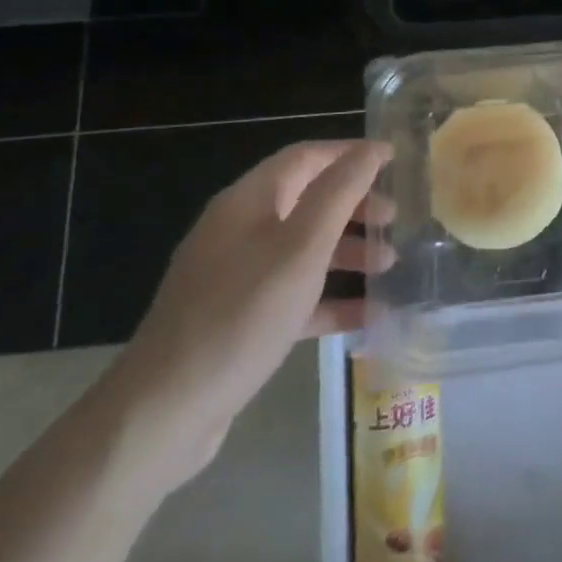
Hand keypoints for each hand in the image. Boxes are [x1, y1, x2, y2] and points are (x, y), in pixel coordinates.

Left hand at [105, 140, 393, 490]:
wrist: (164, 413)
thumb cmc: (242, 315)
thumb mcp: (302, 247)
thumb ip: (340, 193)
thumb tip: (372, 149)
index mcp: (248, 202)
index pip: (307, 157)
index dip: (352, 154)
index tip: (396, 162)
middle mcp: (239, 231)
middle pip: (308, 201)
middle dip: (356, 206)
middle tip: (396, 220)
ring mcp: (236, 277)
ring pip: (304, 249)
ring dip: (349, 251)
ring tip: (389, 267)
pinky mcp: (240, 319)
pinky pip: (295, 294)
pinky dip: (331, 298)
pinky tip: (368, 314)